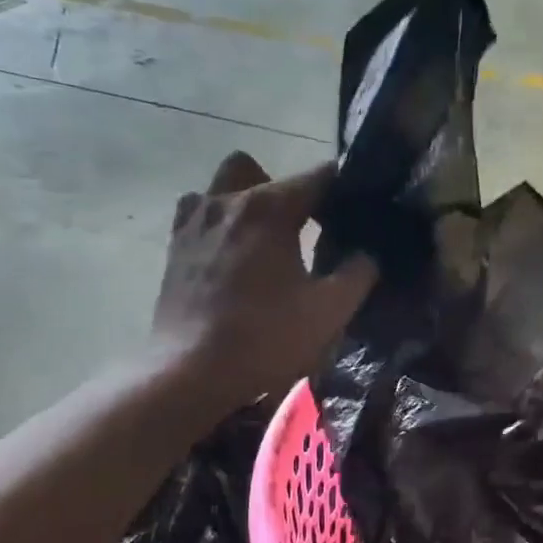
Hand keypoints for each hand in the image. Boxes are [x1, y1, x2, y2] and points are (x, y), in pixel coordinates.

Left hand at [155, 152, 376, 411]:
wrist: (191, 372)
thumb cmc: (266, 338)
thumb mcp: (330, 310)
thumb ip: (359, 272)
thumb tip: (368, 252)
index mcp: (268, 208)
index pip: (317, 176)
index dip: (344, 187)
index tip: (359, 207)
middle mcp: (227, 201)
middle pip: (260, 171)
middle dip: (285, 189)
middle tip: (303, 226)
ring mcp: (193, 222)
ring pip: (222, 188)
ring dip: (245, 201)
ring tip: (263, 239)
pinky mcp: (174, 248)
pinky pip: (199, 215)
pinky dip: (219, 224)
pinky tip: (233, 257)